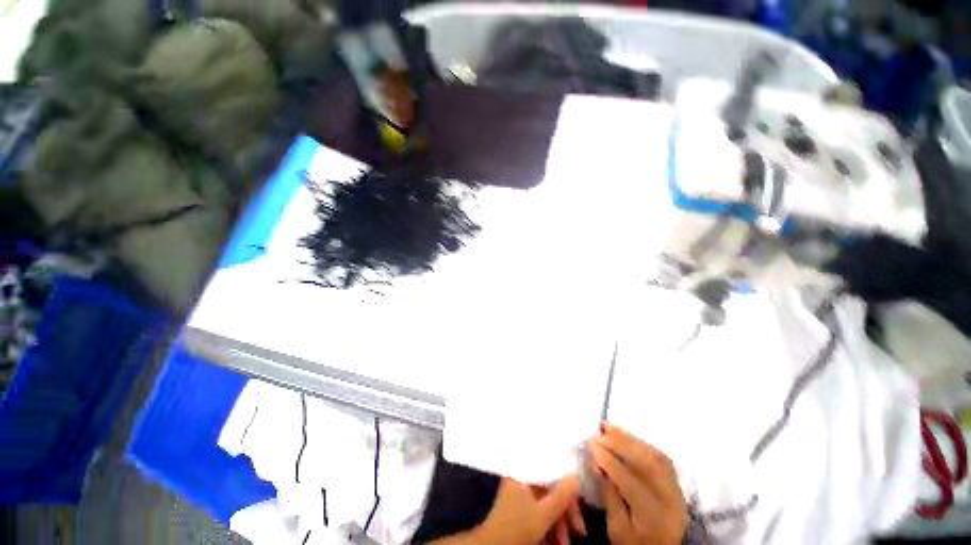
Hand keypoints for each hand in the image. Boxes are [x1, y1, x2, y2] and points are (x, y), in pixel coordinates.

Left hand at [434, 476, 584, 544]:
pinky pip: (540, 512)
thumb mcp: (543, 513)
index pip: (549, 469)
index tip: (580, 499)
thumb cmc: (517, 526)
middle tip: (579, 529)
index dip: (566, 484)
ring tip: (567, 542)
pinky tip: (558, 541)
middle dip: (566, 510)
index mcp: (523, 472)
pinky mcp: (521, 510)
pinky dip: (551, 525)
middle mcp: (521, 479)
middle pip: (550, 488)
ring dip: (560, 522)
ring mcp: (520, 495)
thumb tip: (576, 476)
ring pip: (547, 503)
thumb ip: (561, 495)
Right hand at [589, 424, 687, 544]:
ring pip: (656, 457)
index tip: (590, 443)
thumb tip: (595, 462)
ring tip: (609, 428)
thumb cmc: (633, 542)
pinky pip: (661, 457)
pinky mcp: (676, 483)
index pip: (630, 483)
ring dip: (631, 440)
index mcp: (653, 517)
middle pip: (648, 465)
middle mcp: (670, 501)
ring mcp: (677, 490)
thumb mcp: (616, 529)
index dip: (609, 461)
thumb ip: (608, 495)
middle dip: (621, 444)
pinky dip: (642, 444)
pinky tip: (626, 437)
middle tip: (600, 432)